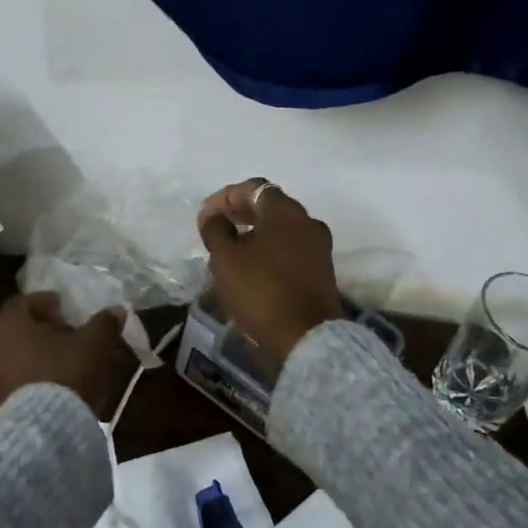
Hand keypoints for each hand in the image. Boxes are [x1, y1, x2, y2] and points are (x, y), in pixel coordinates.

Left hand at [0, 292, 131, 418]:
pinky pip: (10, 385)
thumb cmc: (65, 374)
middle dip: (39, 331)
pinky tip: (49, 389)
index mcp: (8, 324)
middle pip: (15, 331)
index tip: (63, 308)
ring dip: (32, 358)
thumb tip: (117, 310)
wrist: (42, 433)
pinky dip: (27, 382)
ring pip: (10, 359)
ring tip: (60, 364)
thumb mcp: (94, 344)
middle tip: (65, 335)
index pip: (23, 302)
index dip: (45, 303)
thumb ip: (104, 324)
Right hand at [198, 178, 343, 370]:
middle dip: (240, 213)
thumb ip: (215, 229)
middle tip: (215, 227)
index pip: (254, 188)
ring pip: (281, 230)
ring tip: (229, 250)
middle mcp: (307, 222)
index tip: (205, 214)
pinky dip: (269, 250)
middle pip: (270, 206)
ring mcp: (318, 248)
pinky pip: (290, 250)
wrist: (306, 338)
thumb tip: (212, 215)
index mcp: (285, 212)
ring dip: (254, 233)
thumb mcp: (226, 258)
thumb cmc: (261, 290)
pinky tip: (251, 268)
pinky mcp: (321, 272)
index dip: (225, 197)